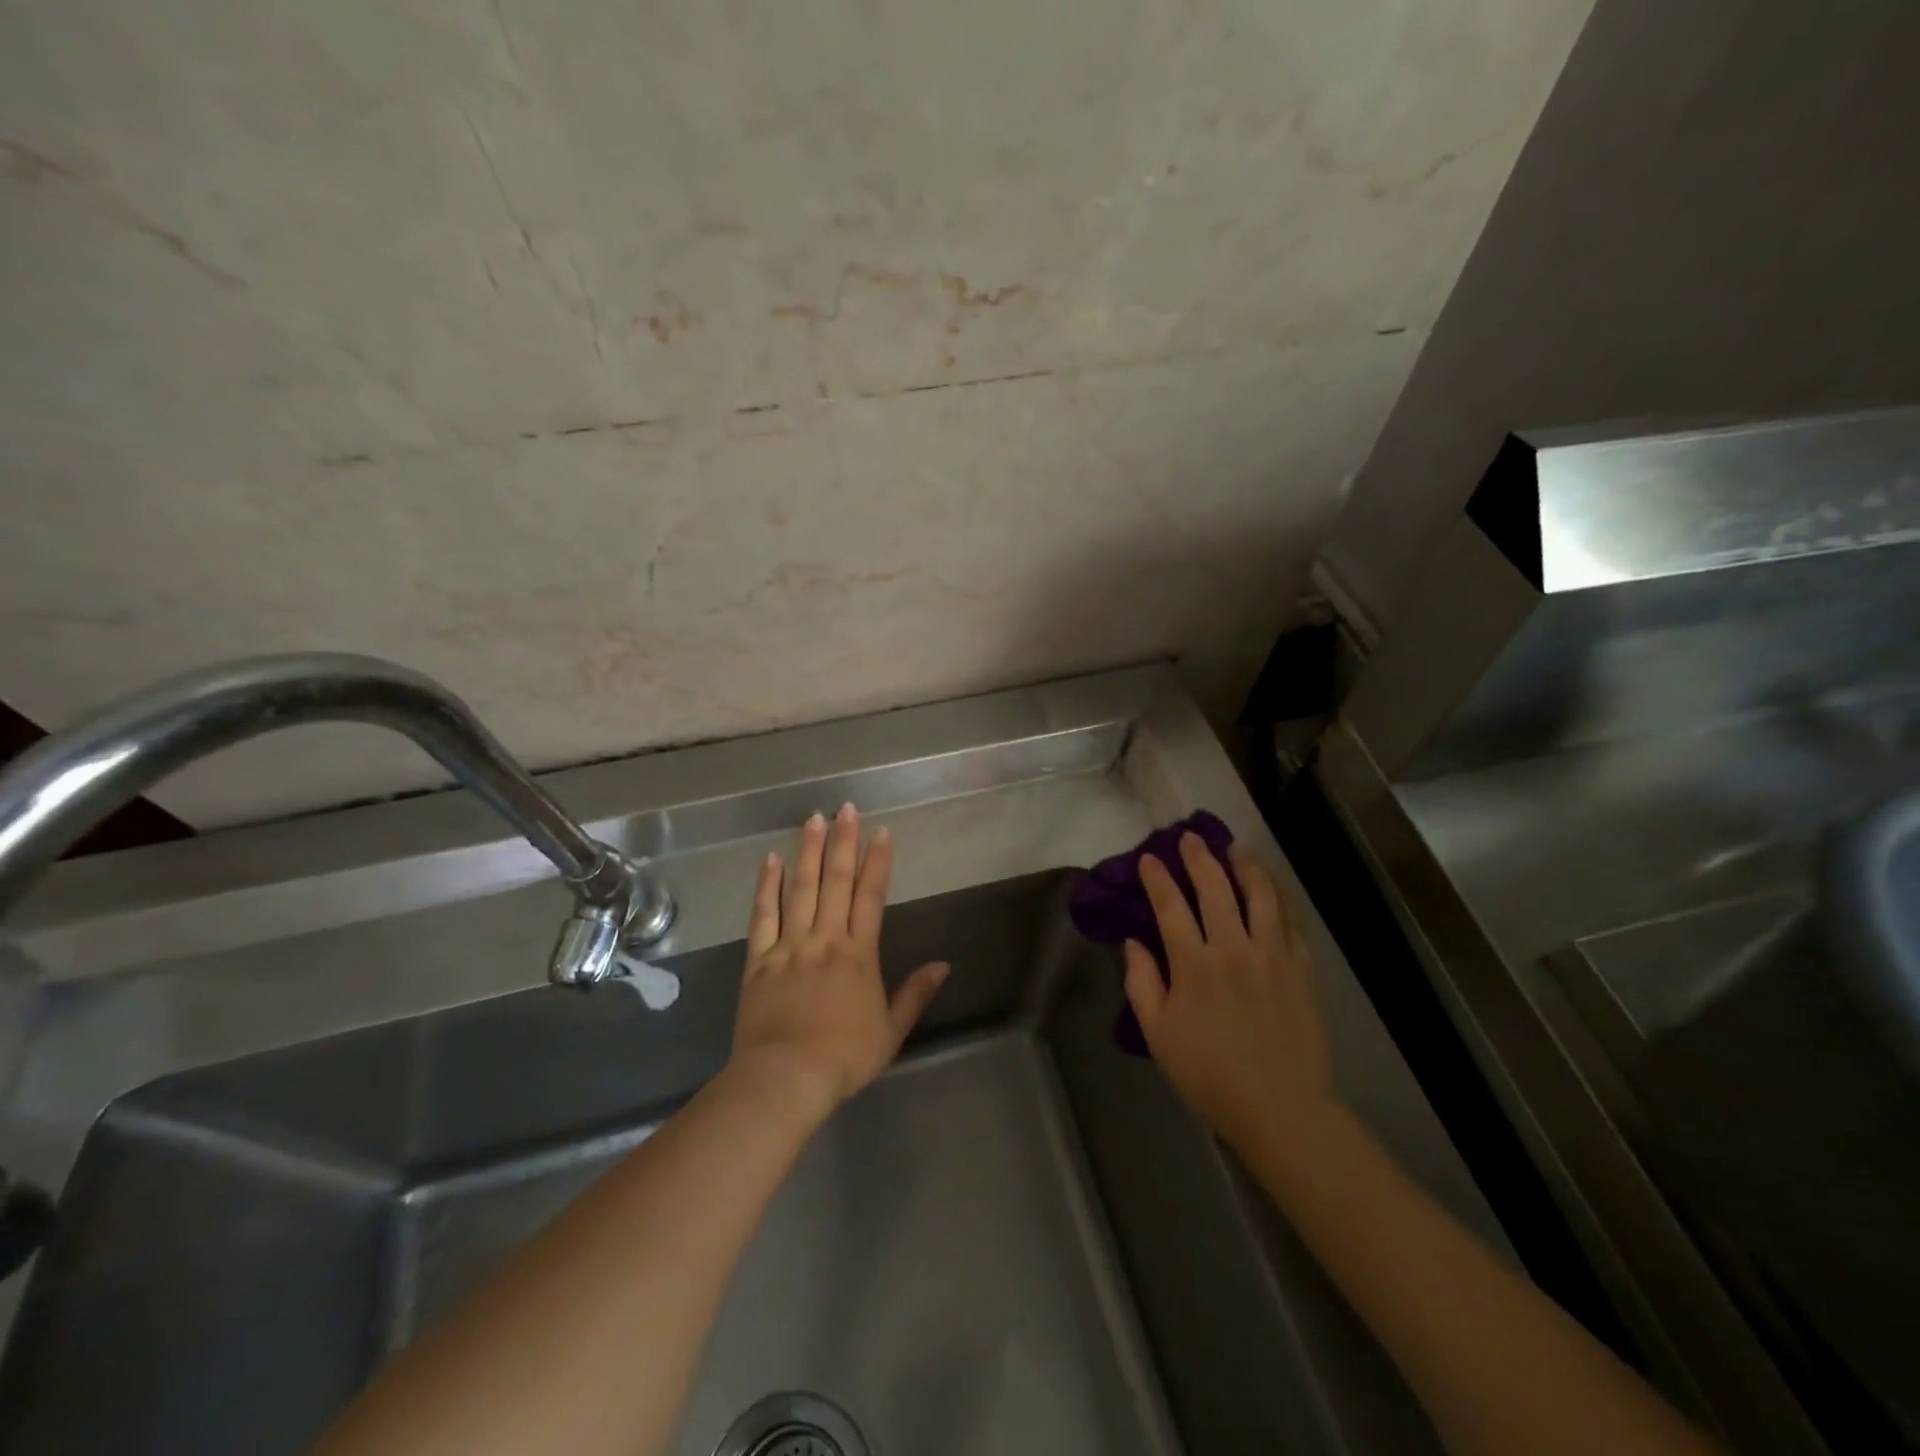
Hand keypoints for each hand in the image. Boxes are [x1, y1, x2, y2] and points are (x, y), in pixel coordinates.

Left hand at [730, 804, 949, 1122]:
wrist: (786, 1079)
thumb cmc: (844, 1057)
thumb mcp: (891, 1031)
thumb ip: (916, 994)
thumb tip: (943, 965)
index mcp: (858, 954)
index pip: (870, 896)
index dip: (877, 862)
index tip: (880, 831)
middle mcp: (825, 939)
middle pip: (835, 882)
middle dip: (843, 842)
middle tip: (846, 807)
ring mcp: (789, 946)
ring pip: (800, 889)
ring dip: (808, 852)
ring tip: (813, 819)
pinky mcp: (758, 960)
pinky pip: (762, 915)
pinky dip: (766, 886)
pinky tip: (770, 860)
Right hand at [1123, 835, 1331, 1153]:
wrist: (1281, 1108)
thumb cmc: (1209, 1075)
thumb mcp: (1157, 1034)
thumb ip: (1142, 982)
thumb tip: (1134, 942)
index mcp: (1195, 965)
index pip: (1171, 906)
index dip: (1157, 877)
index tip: (1149, 857)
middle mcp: (1234, 949)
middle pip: (1215, 888)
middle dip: (1199, 857)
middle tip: (1190, 837)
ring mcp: (1273, 956)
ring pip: (1261, 895)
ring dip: (1245, 865)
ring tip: (1236, 848)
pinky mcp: (1302, 969)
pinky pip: (1290, 922)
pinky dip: (1278, 898)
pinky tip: (1270, 890)